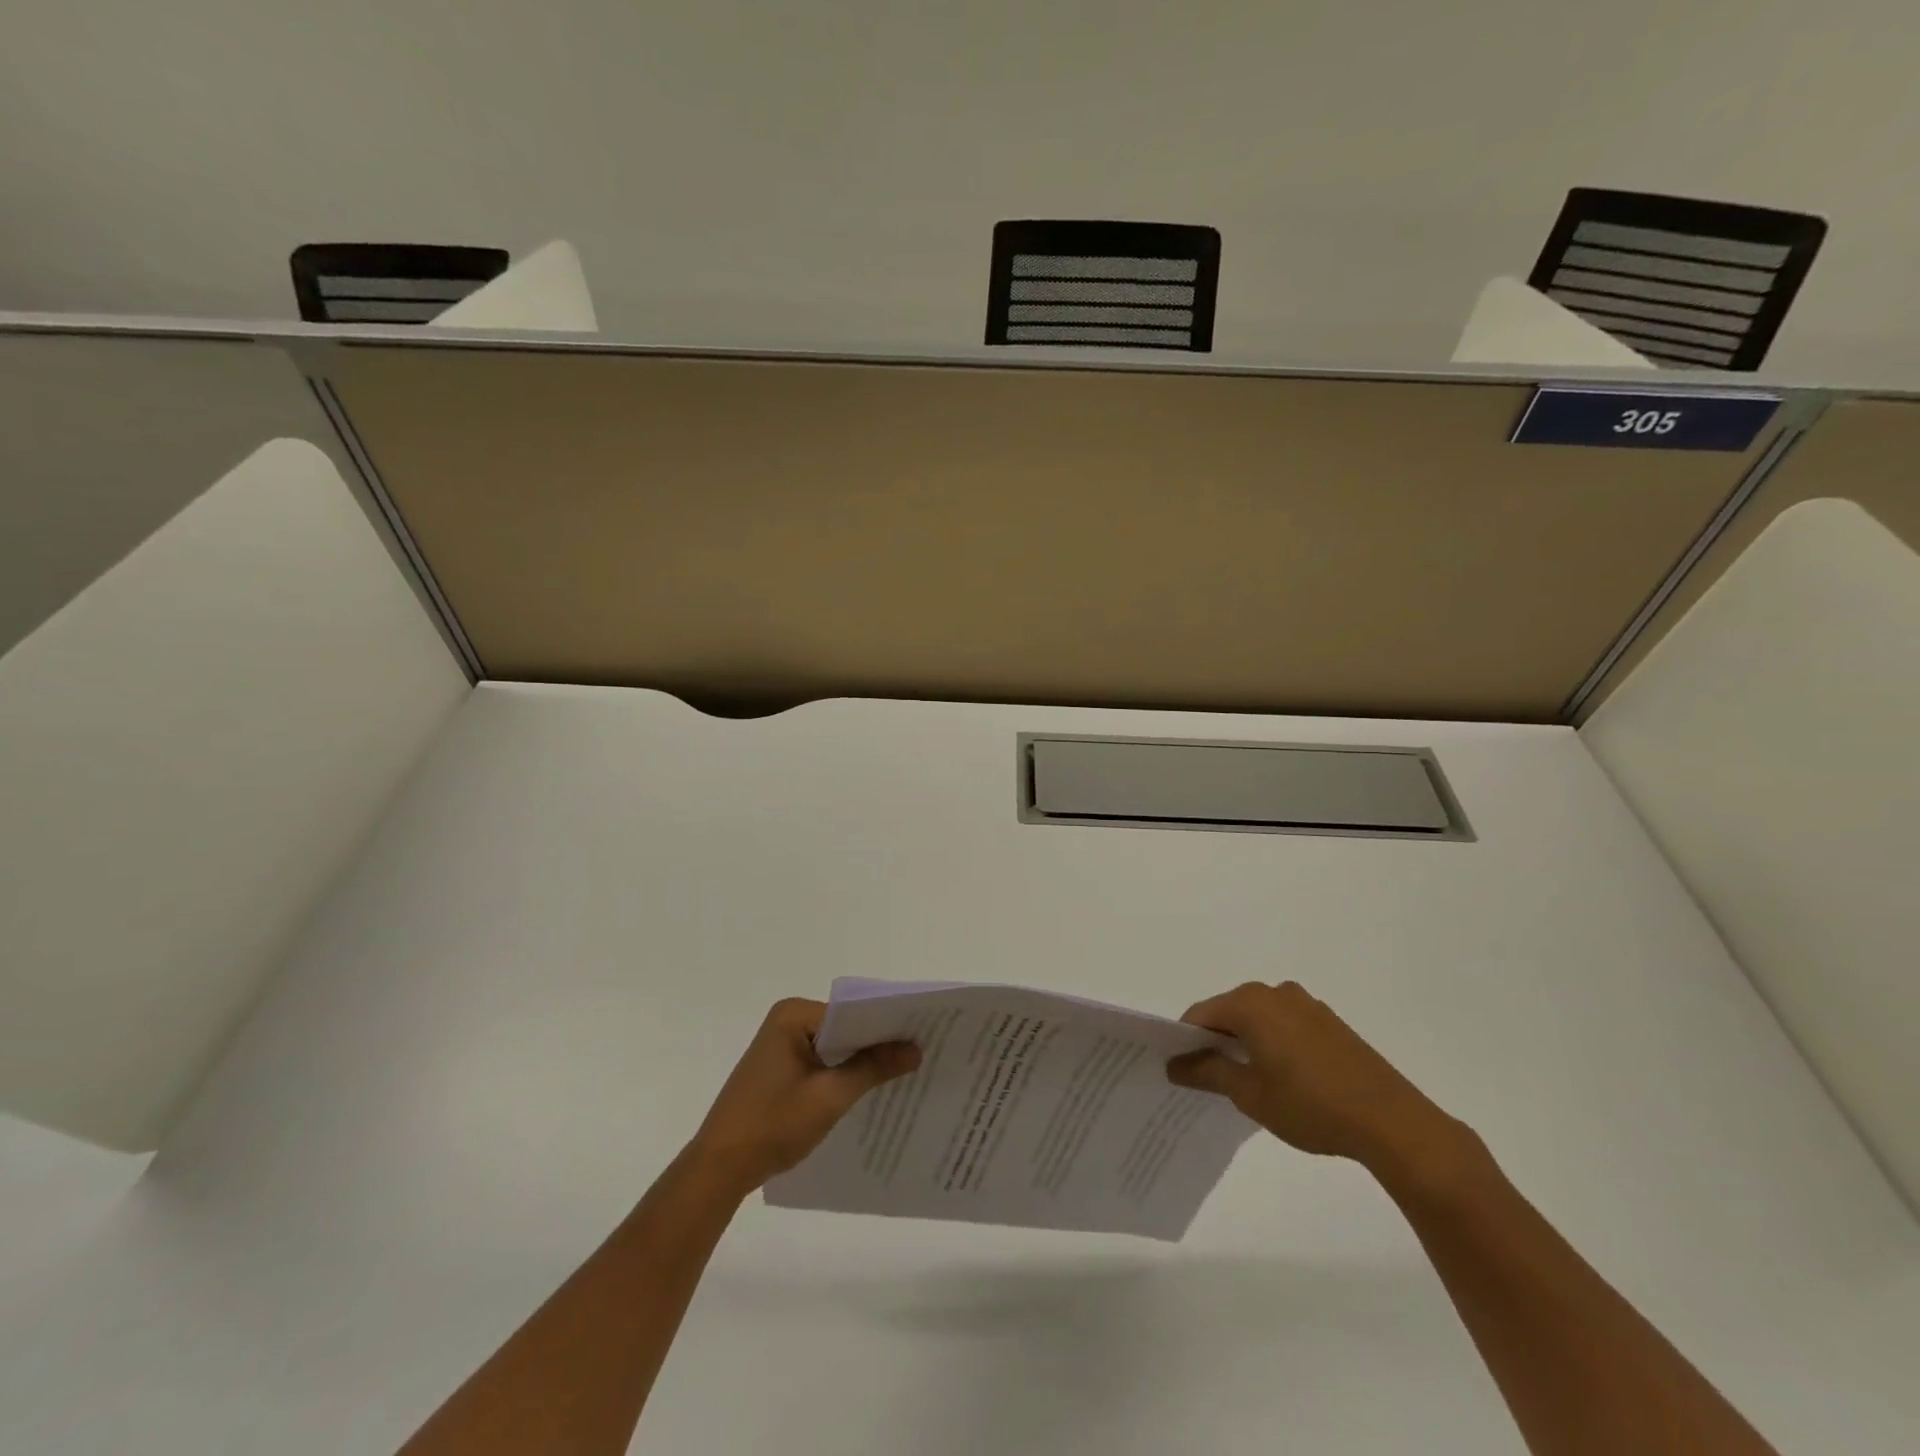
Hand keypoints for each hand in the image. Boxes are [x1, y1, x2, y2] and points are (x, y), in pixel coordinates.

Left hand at [686, 998, 919, 1194]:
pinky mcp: (780, 1068)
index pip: (852, 1011)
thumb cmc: (772, 1125)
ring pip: (835, 1046)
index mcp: (794, 1015)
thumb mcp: (829, 1097)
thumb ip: (872, 1068)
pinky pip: (822, 1061)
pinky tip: (869, 1090)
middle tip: (921, 1053)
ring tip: (905, 1071)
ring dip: (861, 1060)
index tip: (922, 1035)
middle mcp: (787, 1020)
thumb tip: (915, 1048)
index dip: (886, 1025)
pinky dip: (842, 1073)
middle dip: (877, 1042)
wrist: (719, 1169)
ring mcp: (782, 1045)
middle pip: (844, 1026)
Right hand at [1166, 981, 1466, 1177]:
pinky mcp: (1329, 1021)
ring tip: (1249, 1084)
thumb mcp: (1249, 1094)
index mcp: (1250, 1003)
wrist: (1391, 1122)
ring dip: (1246, 1043)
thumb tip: (1174, 1064)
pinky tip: (1283, 1079)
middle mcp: (1275, 992)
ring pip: (1258, 1019)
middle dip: (1215, 1042)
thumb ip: (1207, 1072)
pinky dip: (1273, 1043)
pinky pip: (1285, 1025)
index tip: (1182, 1072)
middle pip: (1228, 1012)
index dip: (1185, 1042)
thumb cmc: (1310, 1105)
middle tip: (1211, 1081)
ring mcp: (1306, 1004)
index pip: (1200, 1015)